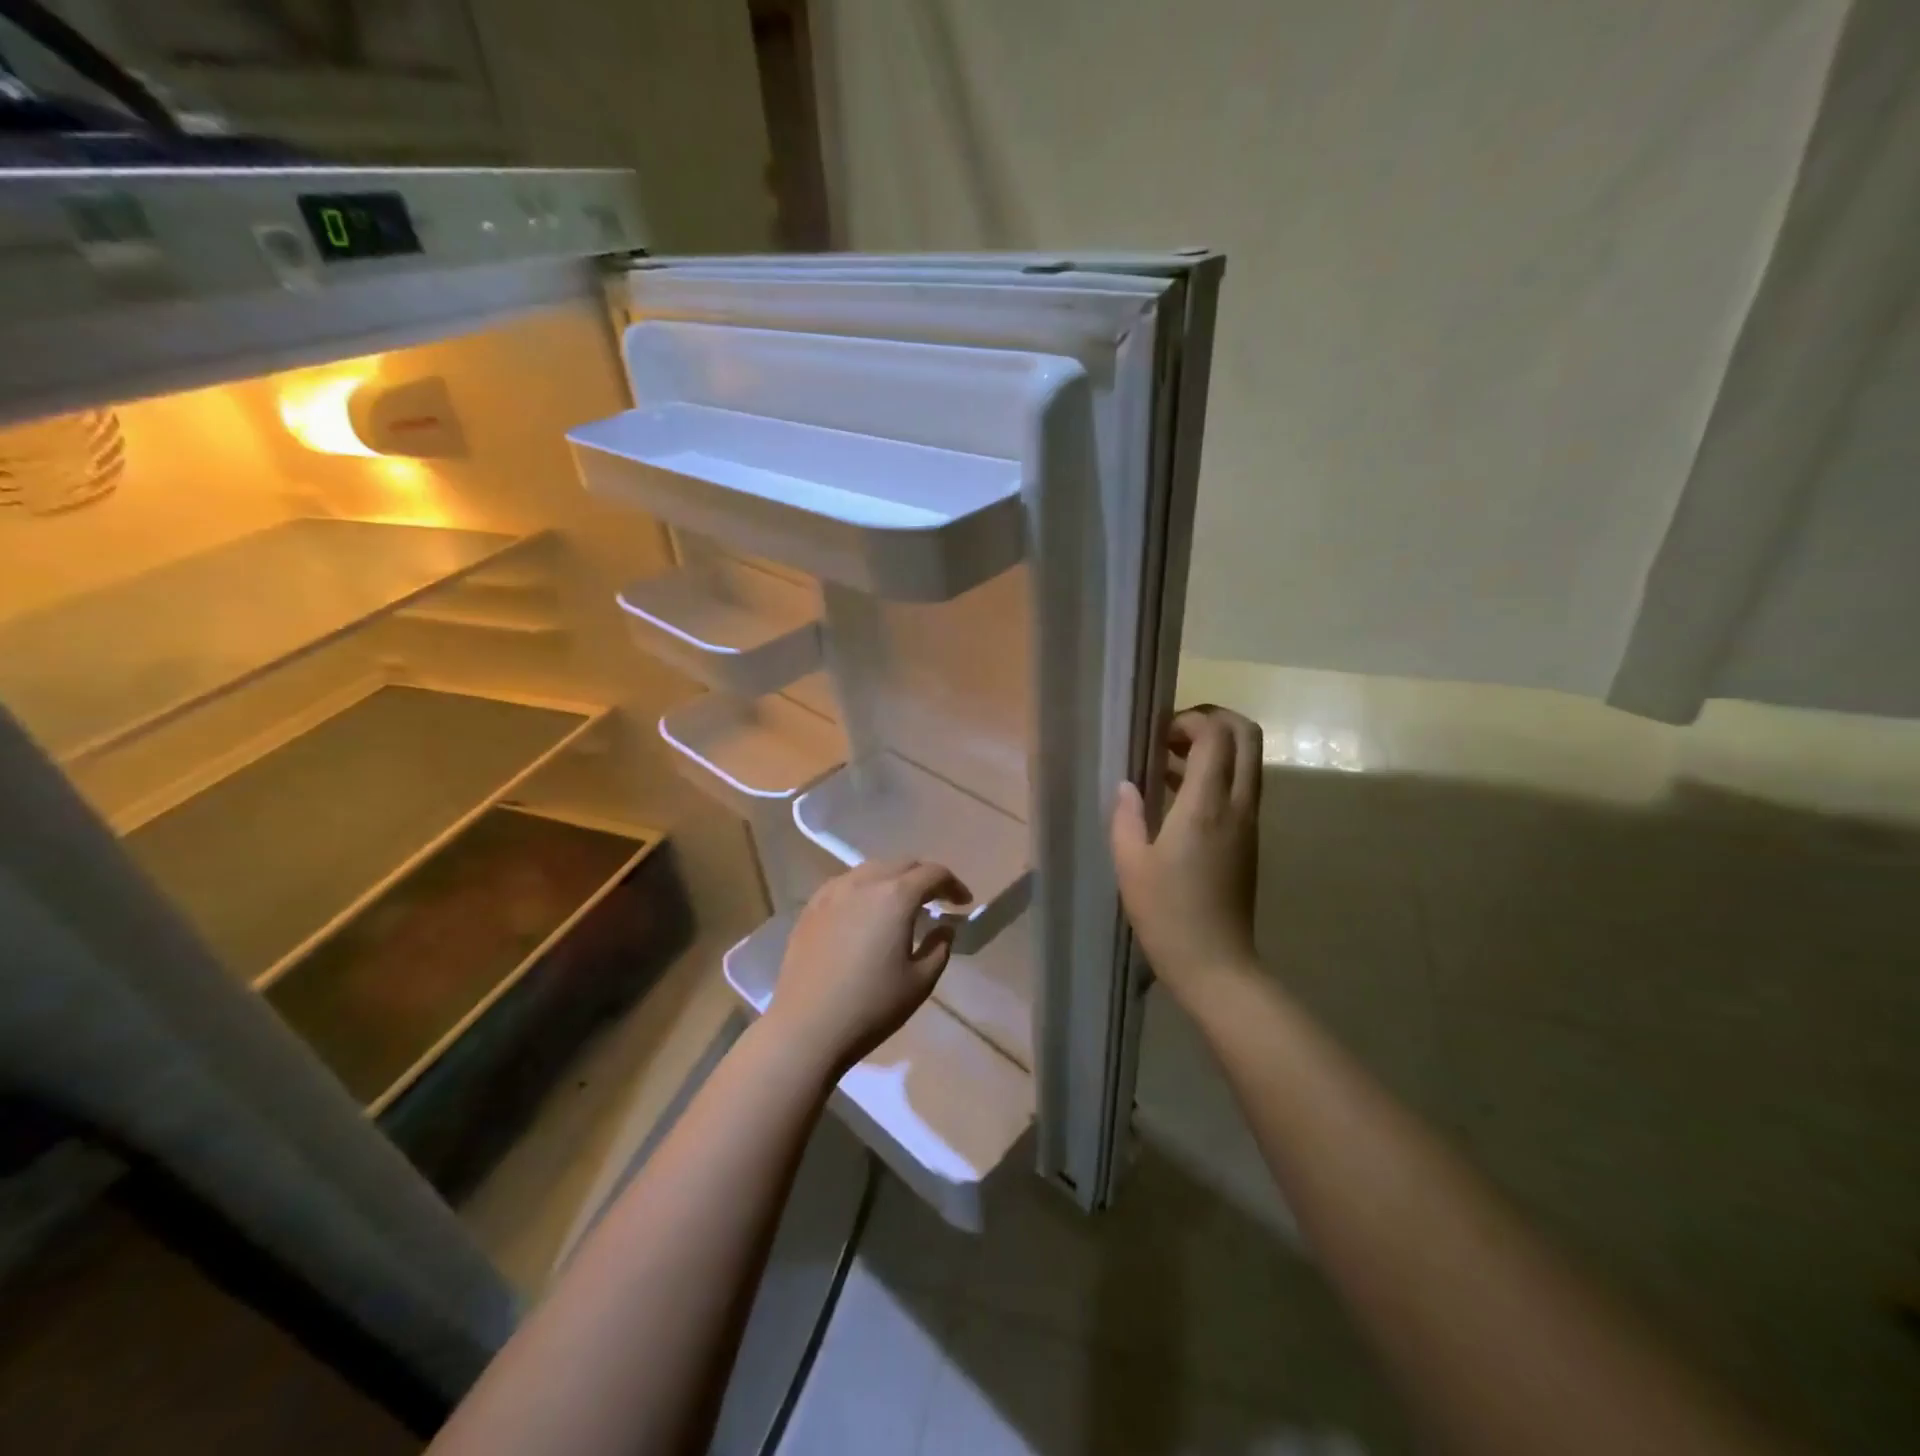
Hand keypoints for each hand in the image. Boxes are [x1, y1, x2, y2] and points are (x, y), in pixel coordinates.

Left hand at [766, 859, 971, 1073]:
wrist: (806, 1027)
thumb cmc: (871, 1006)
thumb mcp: (920, 982)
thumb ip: (939, 948)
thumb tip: (943, 929)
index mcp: (896, 896)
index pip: (933, 873)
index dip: (953, 885)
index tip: (962, 903)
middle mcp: (864, 882)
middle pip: (902, 864)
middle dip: (924, 877)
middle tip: (936, 901)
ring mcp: (832, 892)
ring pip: (871, 869)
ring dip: (893, 879)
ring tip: (900, 904)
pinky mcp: (811, 908)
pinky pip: (845, 884)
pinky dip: (864, 889)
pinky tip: (864, 913)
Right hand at [1111, 705, 1262, 1004]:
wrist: (1217, 965)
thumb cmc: (1168, 914)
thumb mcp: (1131, 864)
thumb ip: (1127, 816)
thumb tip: (1127, 785)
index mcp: (1207, 805)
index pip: (1216, 735)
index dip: (1191, 718)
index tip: (1157, 731)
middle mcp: (1238, 804)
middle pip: (1247, 736)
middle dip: (1214, 719)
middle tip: (1174, 731)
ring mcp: (1249, 822)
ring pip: (1248, 760)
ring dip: (1215, 747)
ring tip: (1167, 760)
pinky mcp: (1249, 840)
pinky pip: (1241, 787)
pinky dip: (1217, 774)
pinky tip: (1177, 795)